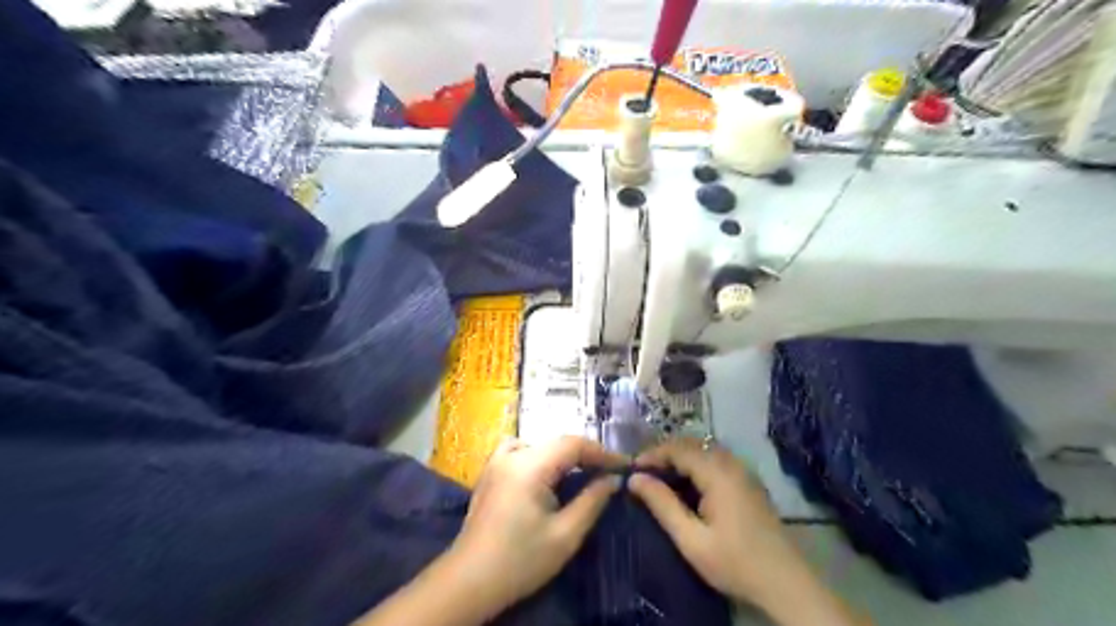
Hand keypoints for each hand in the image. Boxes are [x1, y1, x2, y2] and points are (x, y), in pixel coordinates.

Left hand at [447, 436, 625, 610]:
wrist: (469, 581)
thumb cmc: (520, 561)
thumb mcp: (565, 535)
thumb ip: (593, 501)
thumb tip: (613, 479)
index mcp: (529, 466)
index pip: (573, 444)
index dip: (602, 452)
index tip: (625, 465)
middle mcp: (512, 455)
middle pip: (557, 442)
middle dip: (586, 454)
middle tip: (609, 472)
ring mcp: (496, 461)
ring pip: (540, 444)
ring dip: (563, 455)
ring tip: (582, 473)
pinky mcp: (489, 472)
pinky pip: (520, 450)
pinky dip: (539, 455)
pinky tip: (544, 473)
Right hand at [624, 434, 797, 606]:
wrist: (786, 583)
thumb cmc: (735, 563)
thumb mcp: (691, 539)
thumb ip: (662, 505)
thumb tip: (634, 479)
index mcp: (717, 473)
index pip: (677, 448)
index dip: (652, 454)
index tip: (631, 470)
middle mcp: (732, 463)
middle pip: (692, 444)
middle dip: (665, 454)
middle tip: (643, 473)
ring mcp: (744, 471)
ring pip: (705, 451)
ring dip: (681, 458)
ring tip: (660, 479)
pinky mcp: (749, 482)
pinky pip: (717, 460)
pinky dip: (696, 465)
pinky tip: (688, 486)